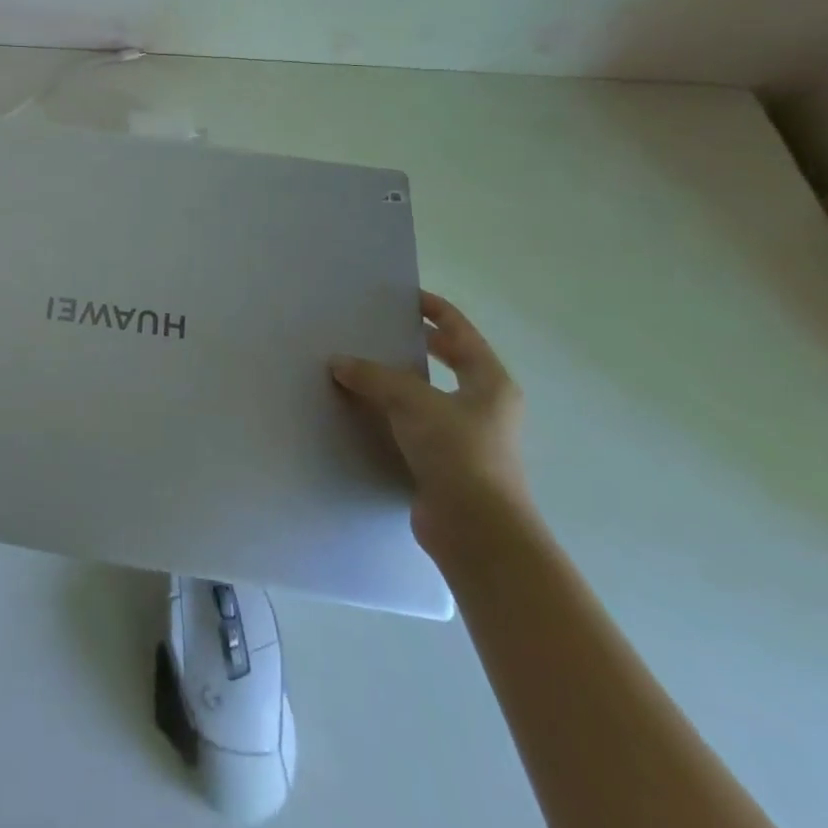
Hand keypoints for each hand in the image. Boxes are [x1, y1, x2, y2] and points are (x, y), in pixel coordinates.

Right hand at [330, 291, 530, 561]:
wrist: (476, 531)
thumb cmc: (458, 452)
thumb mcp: (412, 401)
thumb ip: (374, 376)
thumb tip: (339, 363)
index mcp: (489, 382)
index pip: (460, 331)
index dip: (433, 309)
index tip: (402, 296)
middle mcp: (484, 406)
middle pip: (448, 361)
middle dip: (416, 343)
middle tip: (378, 328)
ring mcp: (467, 438)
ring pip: (428, 395)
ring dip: (399, 381)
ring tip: (360, 366)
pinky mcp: (446, 464)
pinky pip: (414, 426)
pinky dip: (391, 415)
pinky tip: (362, 411)